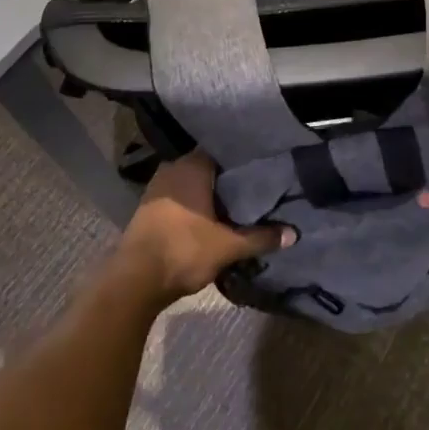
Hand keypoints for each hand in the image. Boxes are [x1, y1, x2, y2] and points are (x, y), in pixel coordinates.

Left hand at [115, 151, 292, 302]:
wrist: (134, 280)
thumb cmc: (183, 250)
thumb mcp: (228, 246)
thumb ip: (261, 237)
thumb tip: (294, 234)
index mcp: (192, 165)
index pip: (224, 149)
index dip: (244, 157)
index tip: (263, 164)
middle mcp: (174, 167)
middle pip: (209, 166)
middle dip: (229, 177)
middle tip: (256, 184)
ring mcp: (158, 186)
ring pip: (193, 182)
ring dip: (211, 192)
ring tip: (238, 200)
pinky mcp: (149, 206)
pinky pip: (180, 195)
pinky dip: (195, 203)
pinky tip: (211, 215)